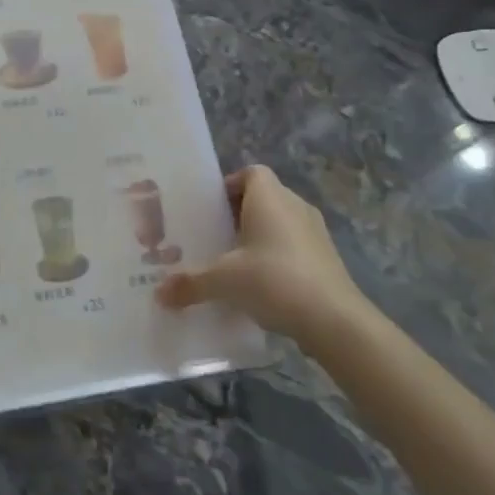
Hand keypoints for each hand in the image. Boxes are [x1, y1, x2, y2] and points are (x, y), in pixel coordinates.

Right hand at [156, 166, 373, 349]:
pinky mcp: (327, 259)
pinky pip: (294, 246)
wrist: (335, 320)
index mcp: (270, 198)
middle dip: (238, 214)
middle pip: (264, 197)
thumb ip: (190, 284)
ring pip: (280, 223)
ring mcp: (316, 233)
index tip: (210, 209)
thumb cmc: (274, 280)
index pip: (251, 173)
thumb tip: (159, 294)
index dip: (230, 185)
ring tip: (234, 262)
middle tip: (214, 237)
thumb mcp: (223, 281)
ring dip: (259, 237)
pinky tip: (261, 285)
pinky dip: (277, 257)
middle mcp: (295, 206)